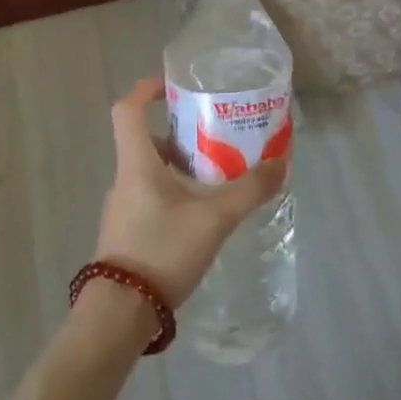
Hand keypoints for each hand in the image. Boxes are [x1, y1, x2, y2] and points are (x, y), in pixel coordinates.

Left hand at [96, 75, 289, 308]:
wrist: (120, 315)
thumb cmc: (161, 251)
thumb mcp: (213, 219)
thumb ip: (249, 191)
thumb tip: (281, 164)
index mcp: (137, 164)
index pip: (127, 111)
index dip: (146, 89)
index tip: (172, 84)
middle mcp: (125, 180)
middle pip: (147, 142)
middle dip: (180, 134)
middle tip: (215, 136)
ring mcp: (123, 209)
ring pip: (152, 173)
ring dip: (181, 167)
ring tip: (218, 177)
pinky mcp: (128, 234)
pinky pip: (152, 198)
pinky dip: (176, 194)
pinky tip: (203, 215)